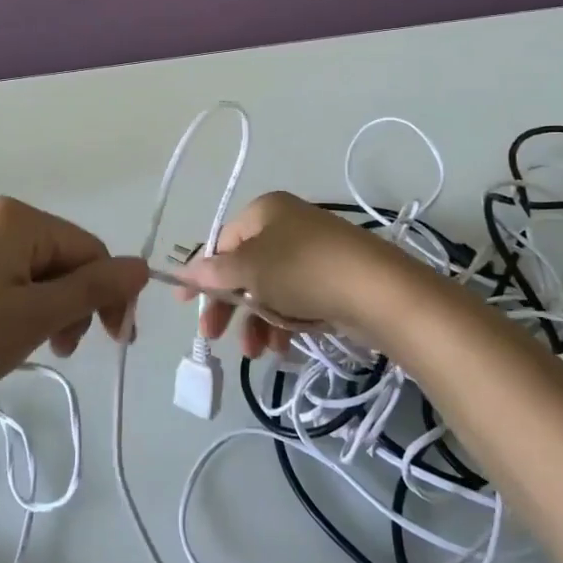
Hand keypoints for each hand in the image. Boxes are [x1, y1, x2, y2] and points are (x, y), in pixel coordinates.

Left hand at [0, 198, 146, 424]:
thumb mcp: (35, 317)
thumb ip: (94, 289)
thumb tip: (143, 266)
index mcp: (18, 217)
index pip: (89, 248)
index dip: (110, 294)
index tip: (114, 343)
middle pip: (60, 255)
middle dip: (73, 302)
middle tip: (62, 349)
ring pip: (30, 268)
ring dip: (45, 307)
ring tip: (29, 347)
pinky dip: (13, 304)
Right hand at [175, 192, 434, 358]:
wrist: (377, 290)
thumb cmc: (302, 270)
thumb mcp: (250, 269)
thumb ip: (215, 272)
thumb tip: (187, 272)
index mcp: (265, 210)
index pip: (222, 241)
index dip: (201, 272)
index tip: (185, 304)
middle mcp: (287, 225)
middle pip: (244, 268)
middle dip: (230, 305)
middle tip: (214, 336)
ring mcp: (312, 252)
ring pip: (270, 289)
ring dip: (257, 322)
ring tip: (259, 352)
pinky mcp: (333, 279)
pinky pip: (296, 300)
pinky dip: (284, 322)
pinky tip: (283, 347)